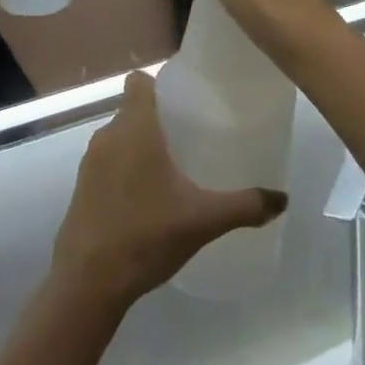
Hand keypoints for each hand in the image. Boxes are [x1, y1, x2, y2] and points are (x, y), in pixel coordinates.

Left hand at [52, 73, 287, 310]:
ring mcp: (89, 163)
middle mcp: (107, 136)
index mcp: (134, 129)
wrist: (87, 283)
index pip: (139, 81)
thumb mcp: (203, 220)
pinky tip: (149, 197)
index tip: (187, 101)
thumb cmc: (146, 236)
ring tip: (175, 166)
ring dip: (143, 145)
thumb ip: (245, 205)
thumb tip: (283, 199)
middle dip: (161, 118)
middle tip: (193, 136)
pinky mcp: (81, 188)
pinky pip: (108, 162)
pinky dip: (127, 169)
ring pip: (120, 137)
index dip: (161, 84)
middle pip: (133, 109)